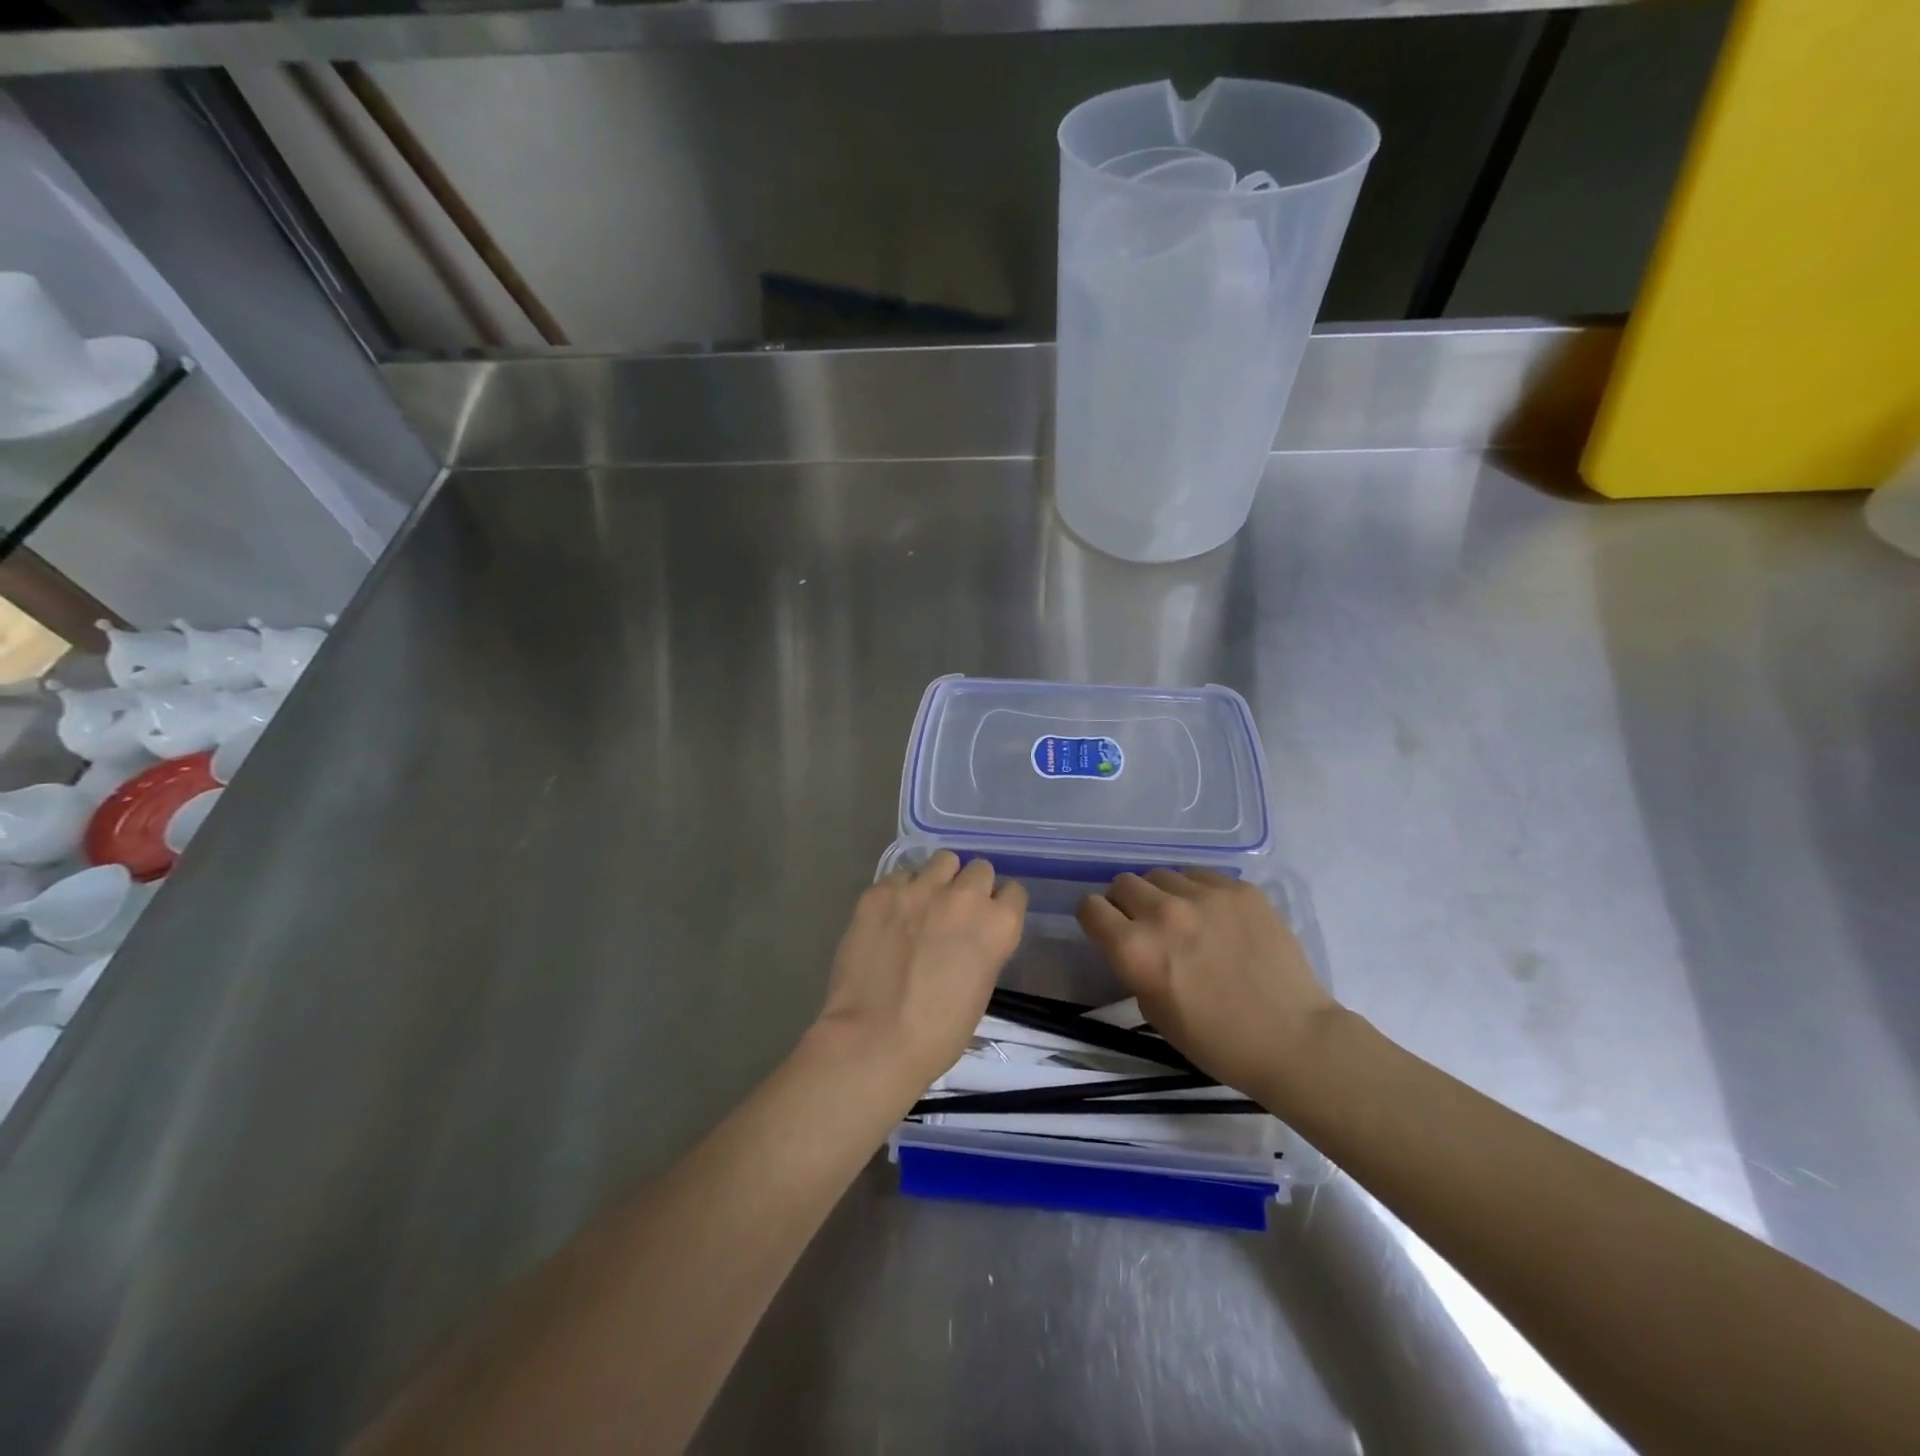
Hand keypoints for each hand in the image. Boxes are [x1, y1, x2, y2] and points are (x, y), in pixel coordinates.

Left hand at [814, 851, 1026, 1095]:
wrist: (874, 1039)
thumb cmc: (937, 1034)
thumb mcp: (980, 990)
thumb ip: (983, 948)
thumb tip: (968, 938)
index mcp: (998, 925)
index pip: (1014, 892)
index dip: (999, 906)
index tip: (987, 921)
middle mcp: (965, 896)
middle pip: (980, 869)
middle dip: (970, 887)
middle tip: (953, 913)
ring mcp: (920, 889)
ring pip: (942, 861)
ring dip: (938, 879)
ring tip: (922, 905)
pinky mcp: (881, 891)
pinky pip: (900, 876)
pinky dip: (900, 891)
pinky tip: (889, 917)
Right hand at [1077, 868, 1335, 1104]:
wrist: (1293, 1039)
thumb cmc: (1217, 1041)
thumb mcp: (1154, 1011)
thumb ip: (1133, 966)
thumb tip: (1132, 940)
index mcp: (1135, 949)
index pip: (1090, 907)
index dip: (1096, 919)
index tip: (1108, 930)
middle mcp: (1163, 913)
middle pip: (1123, 882)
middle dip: (1126, 903)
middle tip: (1146, 925)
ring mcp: (1205, 895)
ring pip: (1162, 875)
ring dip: (1163, 895)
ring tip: (1184, 919)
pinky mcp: (1239, 889)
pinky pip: (1201, 875)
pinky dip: (1198, 892)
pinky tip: (1216, 918)